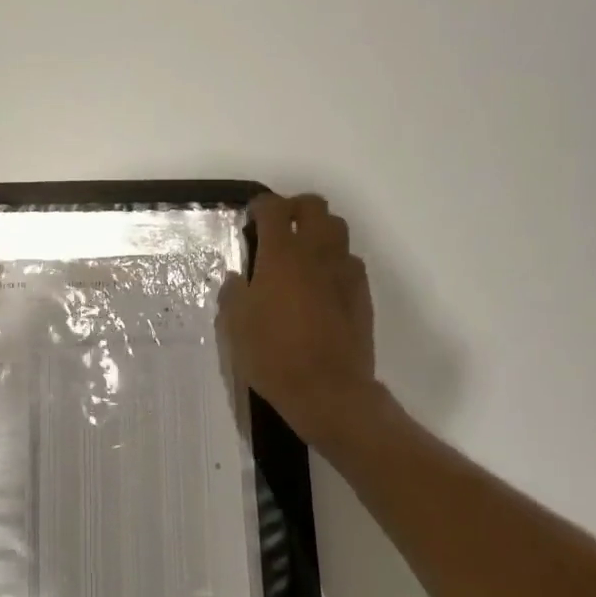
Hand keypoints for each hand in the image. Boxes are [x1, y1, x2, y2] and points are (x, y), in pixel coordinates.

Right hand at [219, 193, 379, 449]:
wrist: (328, 390)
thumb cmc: (273, 355)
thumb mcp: (236, 326)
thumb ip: (233, 293)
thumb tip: (238, 278)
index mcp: (281, 254)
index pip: (274, 208)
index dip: (261, 205)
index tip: (251, 217)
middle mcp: (316, 252)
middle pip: (314, 206)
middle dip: (295, 207)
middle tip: (279, 227)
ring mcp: (344, 271)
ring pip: (337, 229)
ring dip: (319, 230)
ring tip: (303, 252)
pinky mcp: (362, 292)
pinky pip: (350, 261)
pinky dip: (335, 260)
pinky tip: (322, 283)